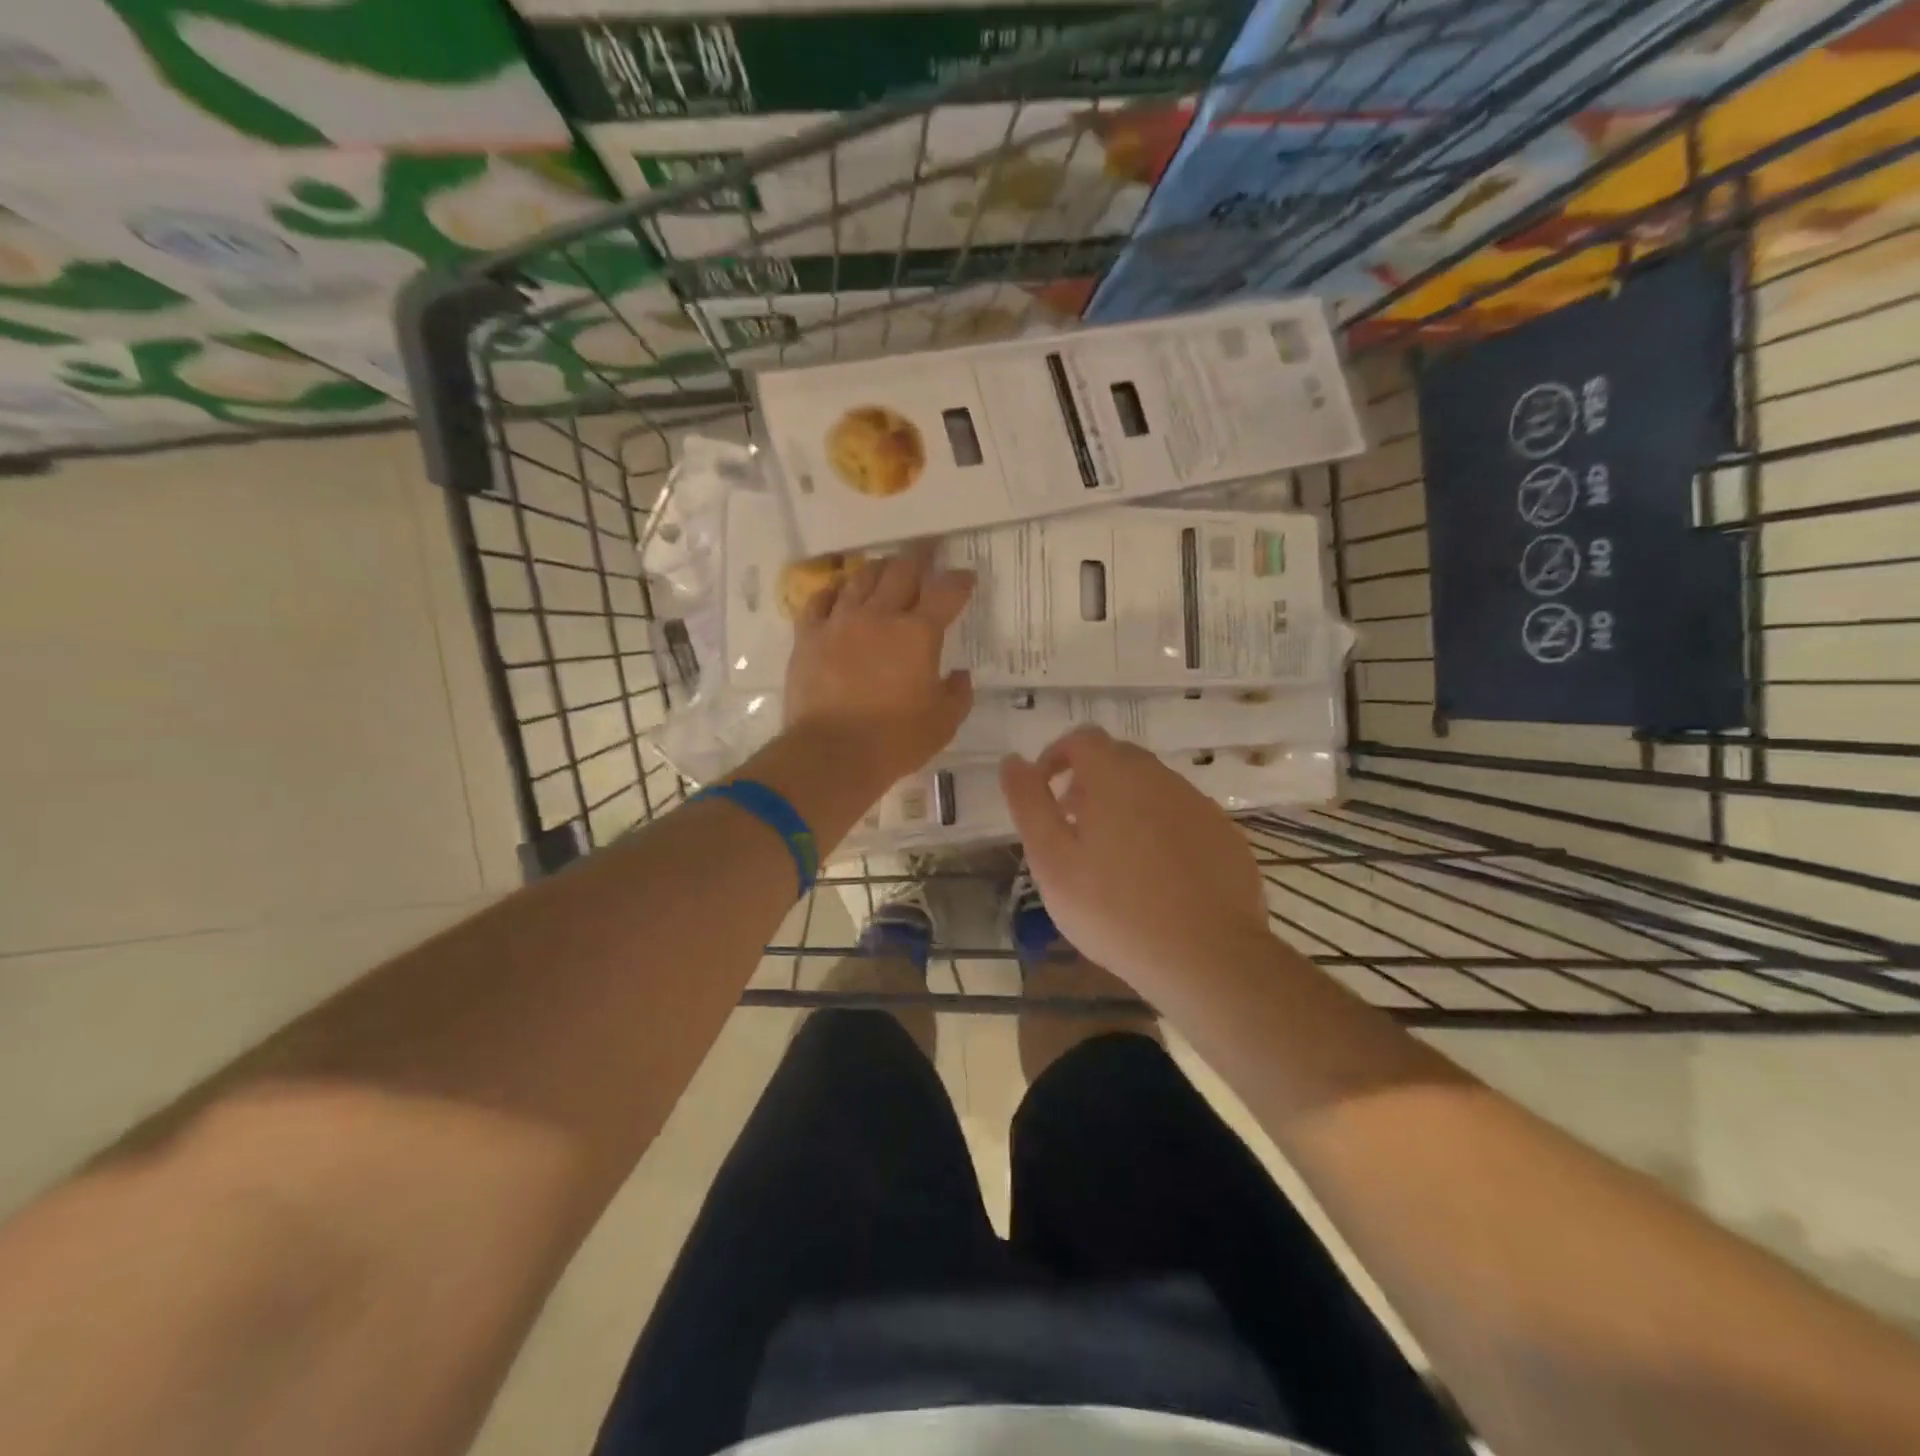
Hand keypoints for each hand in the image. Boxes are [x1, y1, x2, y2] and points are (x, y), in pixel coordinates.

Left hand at [784, 543, 974, 785]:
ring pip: (861, 578)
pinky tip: (839, 592)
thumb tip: (959, 676)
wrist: (832, 753)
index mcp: (918, 634)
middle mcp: (880, 616)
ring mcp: (840, 622)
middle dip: (919, 557)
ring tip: (885, 568)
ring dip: (878, 569)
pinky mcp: (808, 636)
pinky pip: (819, 600)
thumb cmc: (895, 740)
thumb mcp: (943, 723)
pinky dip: (833, 591)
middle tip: (926, 551)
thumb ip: (957, 694)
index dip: (959, 579)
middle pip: (901, 570)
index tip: (965, 576)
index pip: (946, 592)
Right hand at [1000, 728, 1270, 996]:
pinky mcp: (1225, 836)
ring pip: (1153, 788)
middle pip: (1119, 759)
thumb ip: (1029, 804)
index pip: (1082, 739)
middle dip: (1089, 781)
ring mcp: (1199, 806)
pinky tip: (1156, 875)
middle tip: (1073, 825)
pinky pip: (1182, 816)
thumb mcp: (1052, 860)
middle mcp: (1161, 778)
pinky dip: (1160, 829)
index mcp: (1116, 776)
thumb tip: (1012, 761)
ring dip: (1125, 804)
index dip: (1056, 757)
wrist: (1207, 957)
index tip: (1045, 792)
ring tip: (1111, 856)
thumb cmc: (1114, 909)